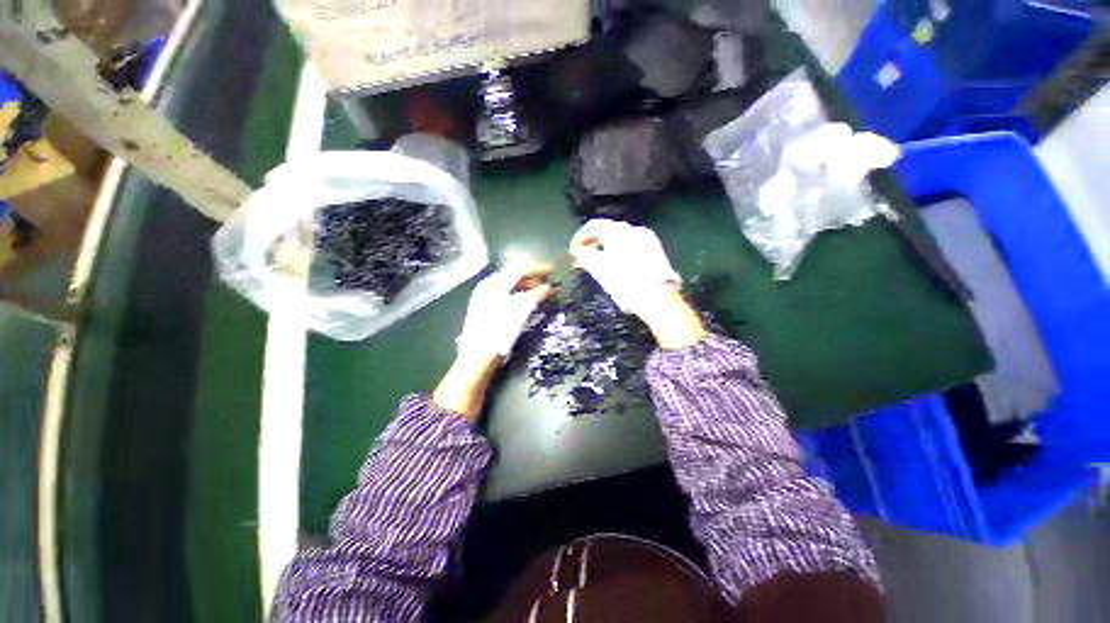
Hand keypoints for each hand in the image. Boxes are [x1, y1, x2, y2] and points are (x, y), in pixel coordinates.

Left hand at [435, 264, 553, 419]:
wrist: (480, 354)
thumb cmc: (502, 327)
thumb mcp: (523, 308)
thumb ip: (537, 294)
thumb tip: (549, 287)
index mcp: (495, 282)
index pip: (520, 269)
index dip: (539, 269)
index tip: (554, 271)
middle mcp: (488, 288)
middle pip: (515, 278)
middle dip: (534, 280)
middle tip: (549, 285)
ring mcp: (486, 300)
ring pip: (511, 290)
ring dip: (528, 291)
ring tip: (542, 296)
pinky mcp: (487, 313)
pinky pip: (507, 300)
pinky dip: (521, 300)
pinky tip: (529, 307)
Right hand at [569, 219, 705, 348]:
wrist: (657, 297)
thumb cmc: (624, 282)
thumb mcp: (599, 270)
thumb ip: (585, 256)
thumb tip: (577, 252)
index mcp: (617, 232)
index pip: (593, 226)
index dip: (580, 237)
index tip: (573, 251)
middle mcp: (632, 229)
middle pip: (607, 230)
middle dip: (593, 242)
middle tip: (583, 257)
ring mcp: (646, 238)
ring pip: (620, 237)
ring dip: (606, 247)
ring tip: (598, 262)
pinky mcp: (655, 249)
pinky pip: (632, 244)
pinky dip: (619, 250)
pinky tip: (616, 264)